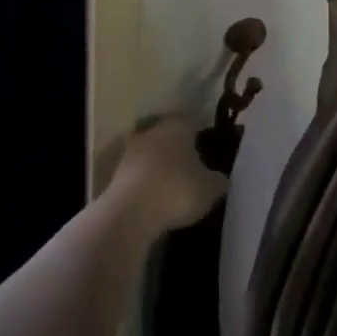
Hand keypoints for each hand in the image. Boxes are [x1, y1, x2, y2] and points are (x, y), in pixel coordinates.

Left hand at [107, 116, 228, 234]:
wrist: (129, 213)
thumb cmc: (177, 190)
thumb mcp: (211, 188)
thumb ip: (219, 179)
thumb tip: (221, 177)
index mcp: (178, 125)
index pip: (194, 122)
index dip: (203, 135)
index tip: (211, 150)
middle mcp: (152, 130)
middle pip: (169, 135)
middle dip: (180, 149)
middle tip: (193, 167)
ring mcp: (130, 150)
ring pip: (151, 153)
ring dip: (160, 165)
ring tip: (174, 185)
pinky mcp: (115, 172)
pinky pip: (138, 173)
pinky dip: (146, 181)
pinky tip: (155, 197)